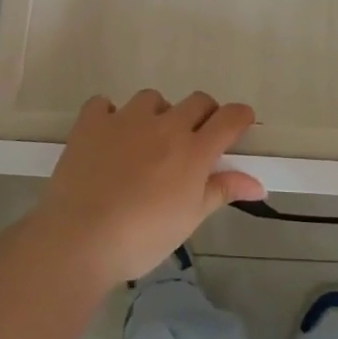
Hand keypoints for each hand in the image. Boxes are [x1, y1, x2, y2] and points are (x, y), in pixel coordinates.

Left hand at [33, 90, 263, 285]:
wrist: (79, 239)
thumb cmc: (142, 238)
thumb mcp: (189, 219)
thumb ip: (222, 191)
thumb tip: (259, 185)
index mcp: (193, 151)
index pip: (230, 118)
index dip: (240, 117)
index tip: (241, 126)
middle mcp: (164, 126)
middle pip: (197, 101)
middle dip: (204, 115)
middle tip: (195, 141)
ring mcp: (125, 120)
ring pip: (152, 98)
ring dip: (157, 114)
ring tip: (147, 141)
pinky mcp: (91, 123)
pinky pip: (103, 103)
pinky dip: (109, 115)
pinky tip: (108, 136)